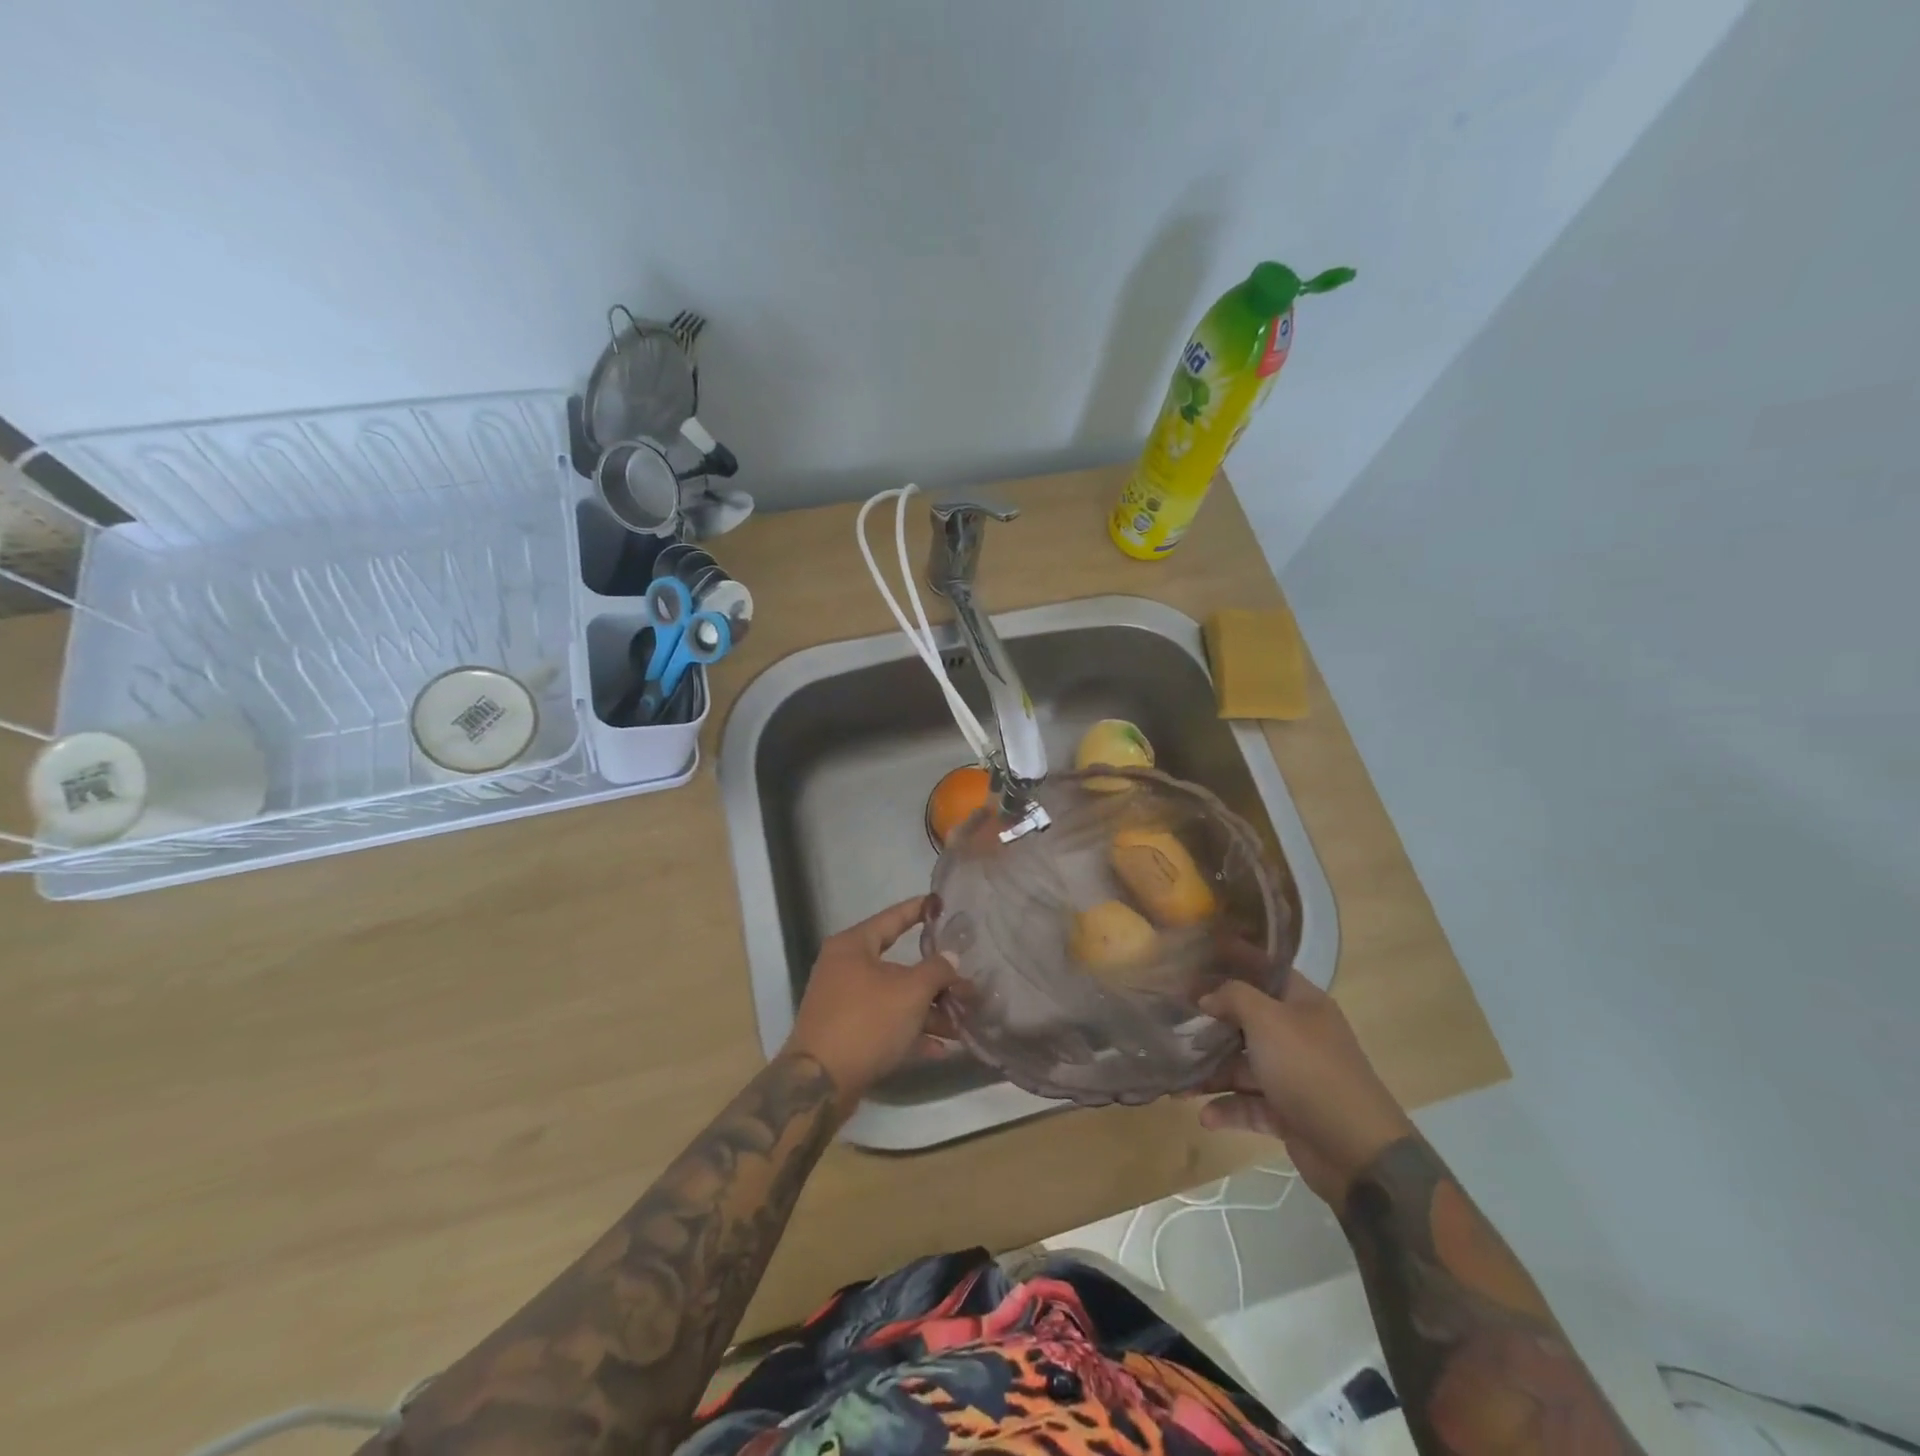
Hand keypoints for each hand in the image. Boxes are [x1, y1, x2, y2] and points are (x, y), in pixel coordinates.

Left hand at [783, 896, 957, 1119]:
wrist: (819, 1084)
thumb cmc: (867, 1021)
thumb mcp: (910, 991)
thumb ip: (936, 970)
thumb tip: (950, 957)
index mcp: (853, 946)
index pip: (892, 918)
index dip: (918, 910)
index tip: (940, 903)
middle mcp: (845, 968)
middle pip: (898, 966)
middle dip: (935, 980)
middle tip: (967, 986)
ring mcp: (844, 1003)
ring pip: (895, 998)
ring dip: (928, 1012)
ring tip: (961, 1026)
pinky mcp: (847, 1034)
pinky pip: (885, 1025)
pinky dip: (910, 1033)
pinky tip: (940, 1049)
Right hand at [1195, 974, 1415, 1205]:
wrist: (1357, 1151)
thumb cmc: (1309, 1069)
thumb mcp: (1267, 1020)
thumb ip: (1233, 997)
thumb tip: (1208, 997)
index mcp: (1302, 1004)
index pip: (1265, 970)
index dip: (1235, 960)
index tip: (1197, 959)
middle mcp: (1298, 1035)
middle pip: (1247, 1021)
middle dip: (1211, 1025)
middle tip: (1174, 1023)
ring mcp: (1294, 1076)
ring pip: (1244, 1066)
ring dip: (1212, 1073)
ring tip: (1178, 1082)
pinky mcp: (1289, 1113)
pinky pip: (1250, 1104)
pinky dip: (1228, 1109)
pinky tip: (1204, 1116)